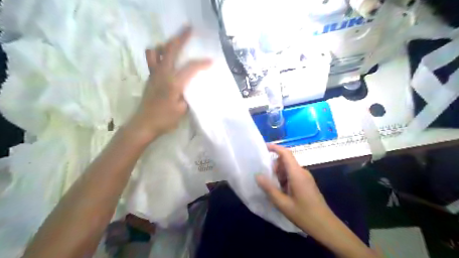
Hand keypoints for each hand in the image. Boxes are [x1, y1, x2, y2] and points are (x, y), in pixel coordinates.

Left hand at [128, 25, 212, 141]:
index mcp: (173, 83)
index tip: (211, 61)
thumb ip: (188, 95)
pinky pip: (153, 59)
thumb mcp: (182, 109)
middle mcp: (162, 74)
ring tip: (174, 47)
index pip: (190, 67)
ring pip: (156, 51)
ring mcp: (153, 74)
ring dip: (165, 45)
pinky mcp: (149, 77)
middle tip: (189, 29)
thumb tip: (190, 86)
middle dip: (181, 37)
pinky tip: (167, 61)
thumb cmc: (165, 119)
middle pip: (171, 49)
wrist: (144, 123)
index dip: (202, 63)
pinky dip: (159, 54)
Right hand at [256, 144, 331, 232]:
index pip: (285, 153)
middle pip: (285, 161)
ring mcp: (305, 177)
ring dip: (278, 174)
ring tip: (272, 187)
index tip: (263, 147)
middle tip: (265, 178)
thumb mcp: (282, 203)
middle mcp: (302, 172)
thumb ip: (269, 188)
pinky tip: (280, 192)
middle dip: (274, 166)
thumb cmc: (304, 214)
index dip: (275, 148)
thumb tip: (257, 175)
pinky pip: (292, 175)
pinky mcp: (306, 183)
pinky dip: (284, 179)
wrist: (325, 226)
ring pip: (288, 169)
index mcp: (297, 173)